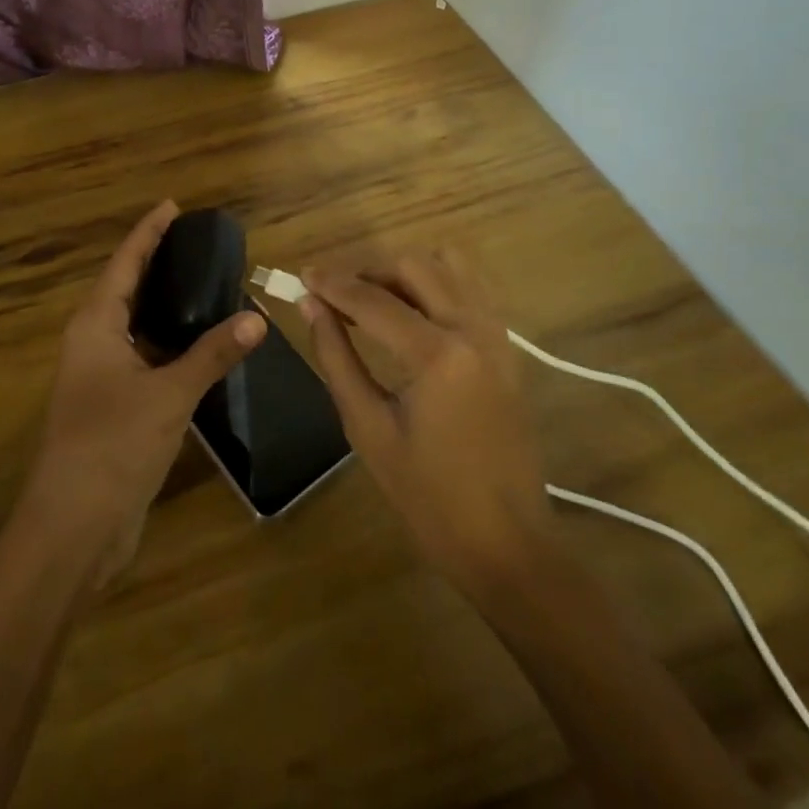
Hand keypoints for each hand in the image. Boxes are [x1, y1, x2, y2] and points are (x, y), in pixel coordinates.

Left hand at [23, 201, 264, 591]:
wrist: (72, 529)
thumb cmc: (112, 446)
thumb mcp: (169, 395)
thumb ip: (212, 354)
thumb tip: (256, 318)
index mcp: (95, 325)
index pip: (124, 262)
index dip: (148, 232)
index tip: (172, 206)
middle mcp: (93, 341)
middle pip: (126, 287)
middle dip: (156, 261)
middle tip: (196, 241)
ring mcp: (100, 375)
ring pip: (135, 324)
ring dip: (164, 303)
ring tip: (204, 281)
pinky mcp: (112, 405)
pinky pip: (143, 356)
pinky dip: (168, 341)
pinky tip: (198, 343)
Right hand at [301, 248, 564, 598]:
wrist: (506, 542)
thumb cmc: (428, 497)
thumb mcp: (368, 428)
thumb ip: (337, 358)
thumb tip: (310, 307)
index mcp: (438, 355)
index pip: (373, 300)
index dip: (332, 284)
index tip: (301, 275)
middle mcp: (472, 329)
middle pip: (413, 266)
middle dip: (367, 271)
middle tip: (333, 294)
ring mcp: (497, 334)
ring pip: (448, 265)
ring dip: (405, 271)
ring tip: (372, 298)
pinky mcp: (507, 346)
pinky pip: (471, 288)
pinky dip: (437, 282)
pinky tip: (412, 310)